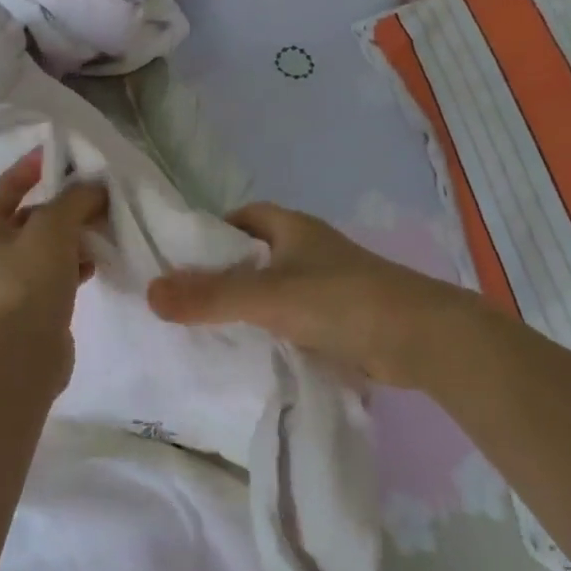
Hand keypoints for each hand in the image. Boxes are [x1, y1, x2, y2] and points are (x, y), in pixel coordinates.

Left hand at [0, 150, 107, 351]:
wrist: (23, 357)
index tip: (67, 154)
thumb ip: (75, 199)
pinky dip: (75, 262)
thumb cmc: (28, 282)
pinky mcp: (31, 303)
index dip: (36, 166)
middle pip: (32, 215)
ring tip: (105, 225)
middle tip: (99, 194)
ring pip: (47, 244)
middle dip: (65, 204)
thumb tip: (95, 188)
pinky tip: (98, 260)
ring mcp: (10, 280)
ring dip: (75, 234)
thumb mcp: (52, 228)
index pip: (9, 185)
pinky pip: (56, 271)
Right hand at [146, 202, 476, 383]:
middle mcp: (309, 249)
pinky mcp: (340, 318)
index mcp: (292, 228)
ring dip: (247, 306)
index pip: (242, 218)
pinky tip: (250, 352)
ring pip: (274, 289)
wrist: (421, 339)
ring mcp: (327, 284)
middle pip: (254, 255)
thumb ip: (210, 296)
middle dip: (223, 274)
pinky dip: (272, 330)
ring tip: (206, 329)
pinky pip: (293, 318)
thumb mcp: (267, 296)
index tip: (182, 258)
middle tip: (185, 300)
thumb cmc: (341, 300)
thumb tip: (150, 293)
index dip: (212, 233)